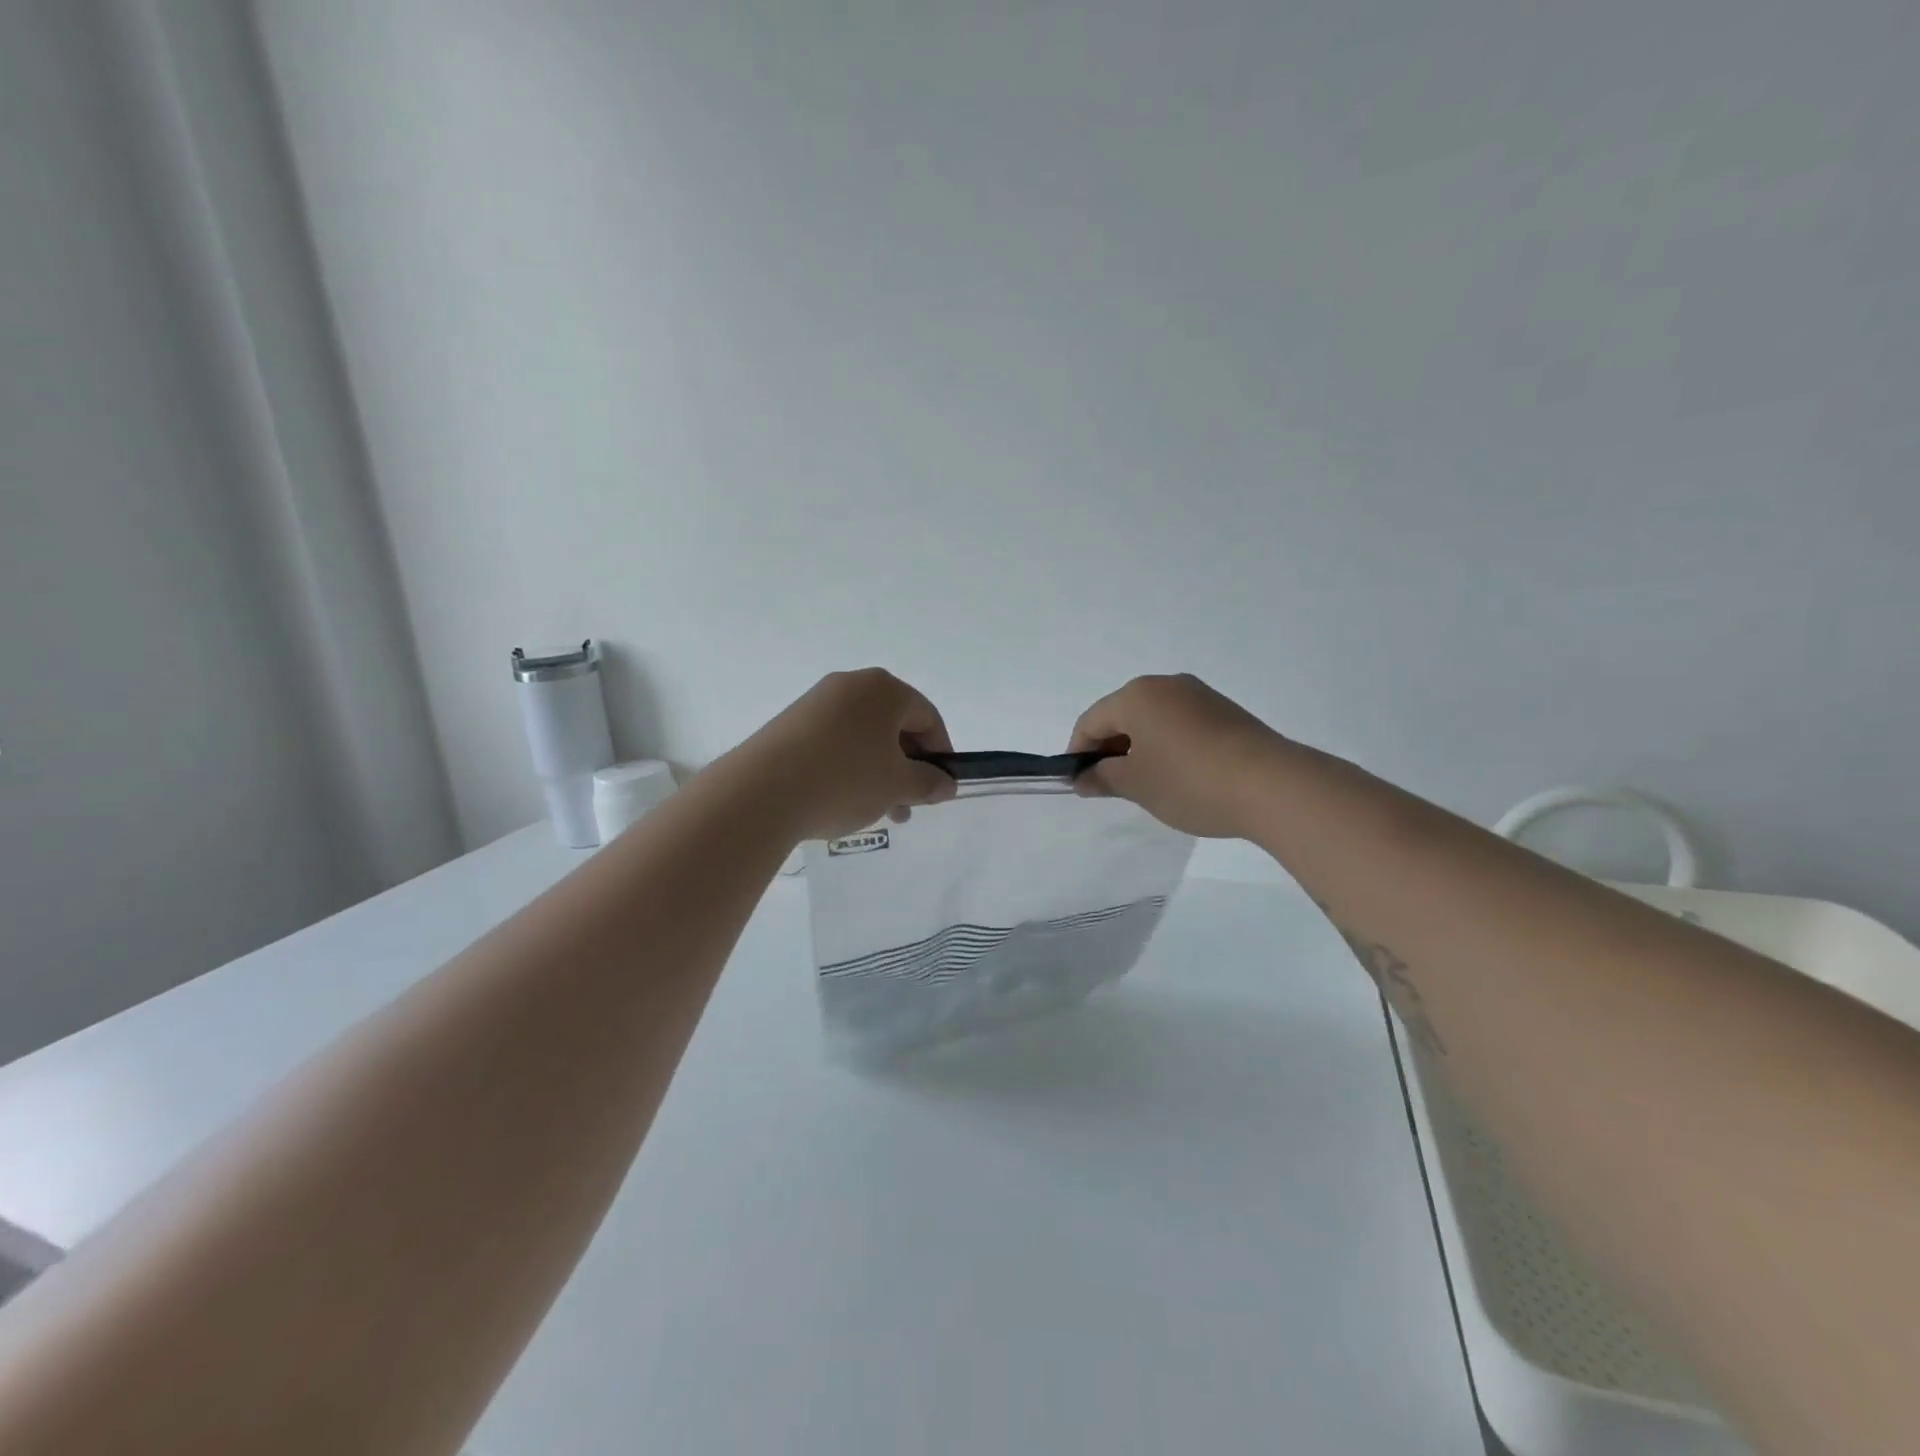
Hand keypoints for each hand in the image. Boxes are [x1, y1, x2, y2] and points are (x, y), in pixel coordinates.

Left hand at [743, 669, 957, 839]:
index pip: (927, 717)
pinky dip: (849, 767)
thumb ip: (928, 783)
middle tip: (907, 806)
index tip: (938, 788)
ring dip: (879, 772)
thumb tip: (946, 784)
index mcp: (883, 689)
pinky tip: (843, 799)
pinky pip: (835, 741)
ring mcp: (817, 702)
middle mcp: (850, 685)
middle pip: (894, 725)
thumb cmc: (844, 780)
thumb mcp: (897, 786)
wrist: (761, 792)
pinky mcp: (791, 723)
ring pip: (864, 737)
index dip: (940, 754)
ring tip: (877, 811)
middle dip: (907, 767)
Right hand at [1068, 674, 1284, 837]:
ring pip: (1152, 719)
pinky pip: (1180, 724)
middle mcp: (1166, 685)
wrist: (1272, 785)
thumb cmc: (1190, 781)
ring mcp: (1199, 695)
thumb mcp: (1137, 785)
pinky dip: (1168, 746)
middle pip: (1122, 715)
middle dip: (1109, 749)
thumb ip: (1103, 778)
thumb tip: (1083, 778)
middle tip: (1110, 787)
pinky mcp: (1225, 712)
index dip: (1078, 753)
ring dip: (1139, 748)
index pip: (1091, 721)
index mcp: (1137, 695)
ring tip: (1145, 784)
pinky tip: (1178, 775)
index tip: (1079, 785)